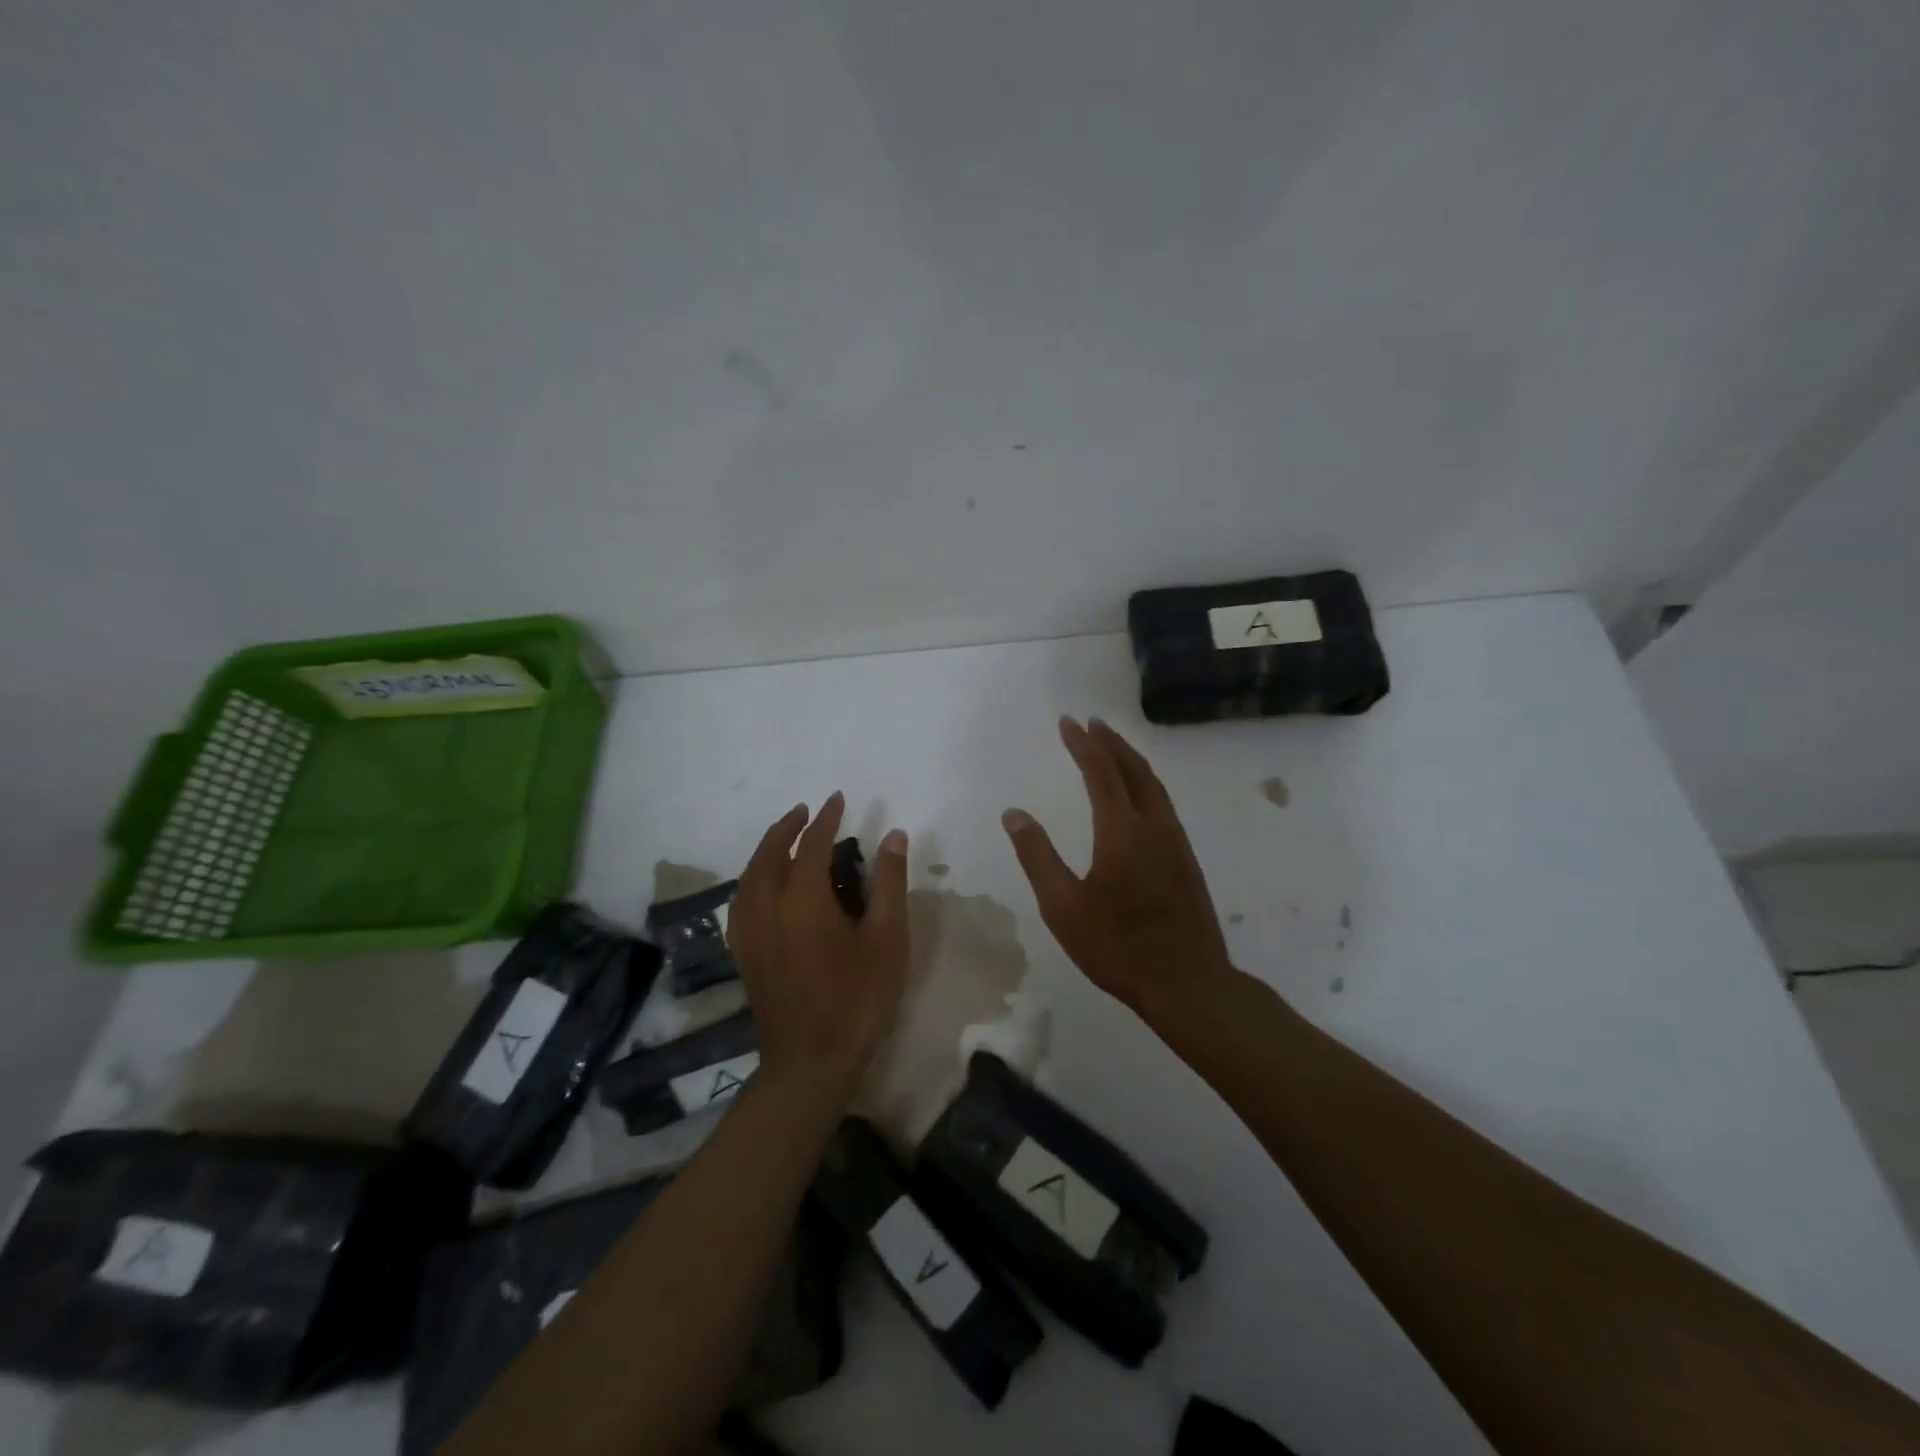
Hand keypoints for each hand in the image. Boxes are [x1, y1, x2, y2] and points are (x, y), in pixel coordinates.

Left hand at [729, 793, 909, 1105]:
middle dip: (787, 827)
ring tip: (785, 838)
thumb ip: (889, 882)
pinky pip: (742, 899)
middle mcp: (767, 906)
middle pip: (769, 852)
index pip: (811, 843)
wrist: (810, 1061)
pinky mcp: (744, 952)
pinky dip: (753, 878)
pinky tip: (765, 885)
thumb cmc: (857, 997)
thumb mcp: (887, 938)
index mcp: (802, 899)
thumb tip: (893, 834)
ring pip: (750, 875)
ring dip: (767, 848)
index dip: (825, 818)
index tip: (836, 799)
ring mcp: (749, 931)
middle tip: (805, 810)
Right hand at [1002, 717, 1234, 1020]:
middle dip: (1111, 743)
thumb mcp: (1063, 906)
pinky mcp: (1186, 860)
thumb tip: (1013, 814)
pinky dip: (1145, 783)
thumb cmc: (1118, 946)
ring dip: (1131, 760)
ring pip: (1154, 785)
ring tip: (1112, 747)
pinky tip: (1138, 795)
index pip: (1101, 773)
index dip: (1084, 745)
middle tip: (1091, 724)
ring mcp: (1176, 842)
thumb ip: (1037, 856)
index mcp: (1122, 831)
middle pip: (1134, 770)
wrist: (1189, 983)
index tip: (1068, 722)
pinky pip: (1163, 804)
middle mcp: (1154, 826)